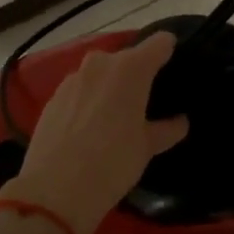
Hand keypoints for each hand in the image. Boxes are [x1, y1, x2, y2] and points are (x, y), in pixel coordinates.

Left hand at [0, 31, 189, 233]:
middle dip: (138, 73)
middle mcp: (101, 63)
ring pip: (101, 73)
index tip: (174, 65)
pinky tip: (90, 126)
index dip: (169, 50)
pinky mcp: (53, 96)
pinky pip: (80, 89)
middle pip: (127, 57)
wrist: (54, 190)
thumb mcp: (146, 148)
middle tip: (146, 100)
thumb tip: (180, 121)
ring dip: (110, 86)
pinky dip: (89, 99)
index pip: (160, 43)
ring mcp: (73, 78)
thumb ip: (166, 129)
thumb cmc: (112, 163)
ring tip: (116, 114)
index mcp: (131, 68)